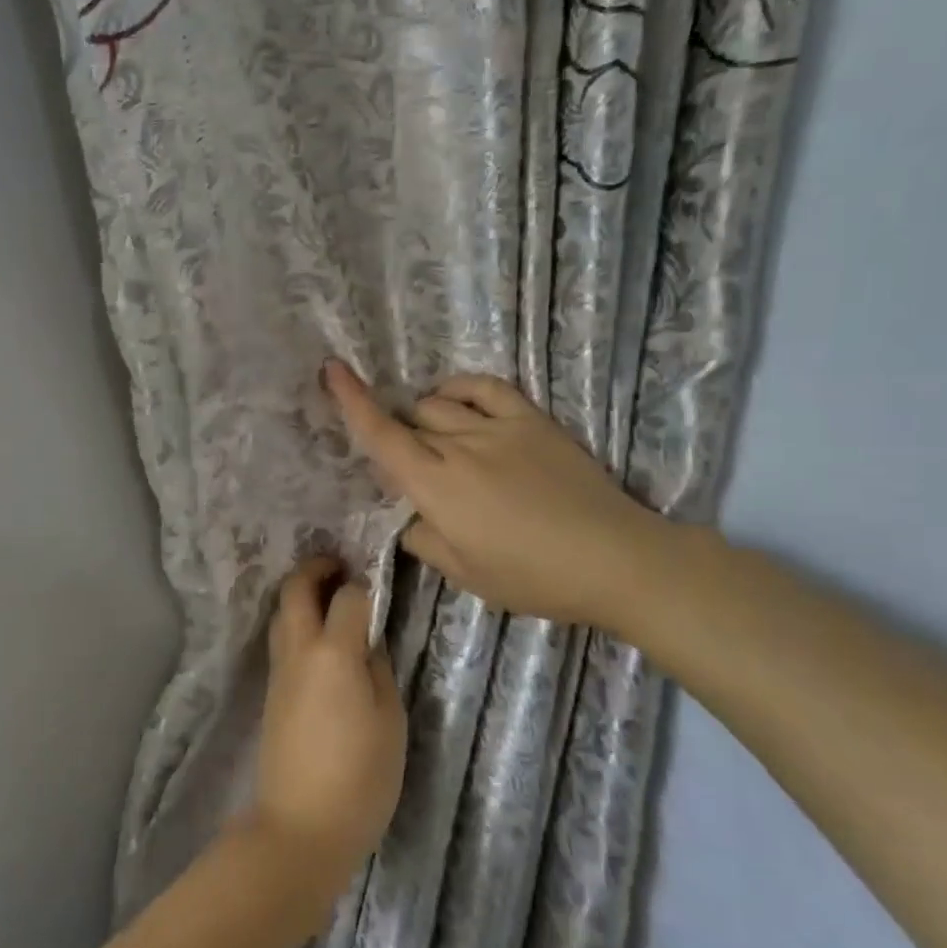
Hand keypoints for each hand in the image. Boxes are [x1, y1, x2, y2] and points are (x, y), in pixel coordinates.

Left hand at [249, 558, 407, 902]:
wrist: (301, 826)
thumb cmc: (360, 777)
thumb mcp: (389, 721)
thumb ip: (378, 669)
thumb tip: (367, 639)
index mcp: (332, 653)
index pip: (346, 596)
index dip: (363, 586)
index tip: (377, 588)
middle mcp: (298, 650)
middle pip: (295, 589)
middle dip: (316, 568)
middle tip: (342, 567)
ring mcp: (279, 670)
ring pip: (281, 612)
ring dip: (301, 594)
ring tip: (330, 599)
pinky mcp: (271, 690)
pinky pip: (281, 638)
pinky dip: (296, 621)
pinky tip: (319, 638)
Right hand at [322, 360, 672, 634]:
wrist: (615, 559)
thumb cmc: (534, 577)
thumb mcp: (466, 575)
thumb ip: (423, 540)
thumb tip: (410, 517)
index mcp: (437, 487)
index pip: (382, 436)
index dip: (351, 401)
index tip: (331, 369)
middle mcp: (459, 446)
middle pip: (409, 422)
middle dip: (398, 438)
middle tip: (414, 472)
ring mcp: (497, 427)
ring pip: (439, 404)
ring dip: (425, 419)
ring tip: (437, 441)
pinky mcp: (530, 419)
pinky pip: (484, 387)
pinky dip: (460, 388)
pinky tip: (455, 399)